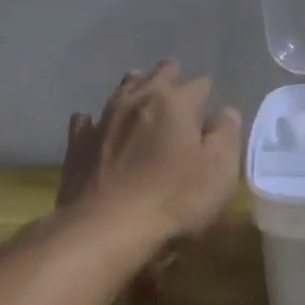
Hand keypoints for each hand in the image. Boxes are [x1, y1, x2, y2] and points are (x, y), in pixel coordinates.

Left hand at [58, 62, 241, 244]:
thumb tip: (225, 112)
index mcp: (174, 102)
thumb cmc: (173, 198)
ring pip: (120, 92)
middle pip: (155, 78)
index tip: (210, 98)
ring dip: (133, 86)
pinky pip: (86, 122)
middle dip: (168, 76)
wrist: (105, 228)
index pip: (197, 85)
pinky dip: (93, 119)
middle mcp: (136, 101)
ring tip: (138, 82)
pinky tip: (90, 120)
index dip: (206, 90)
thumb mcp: (219, 170)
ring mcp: (102, 121)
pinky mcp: (78, 146)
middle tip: (175, 76)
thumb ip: (226, 135)